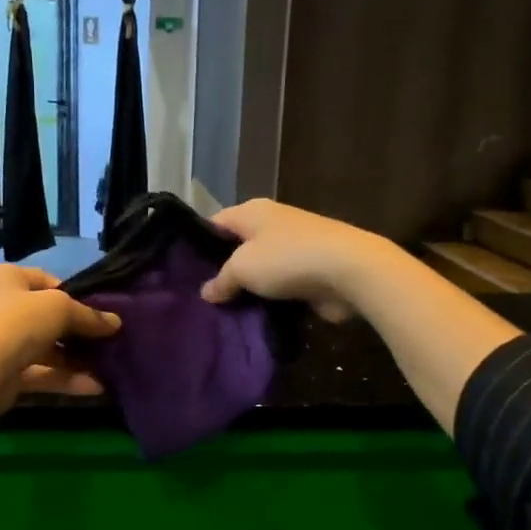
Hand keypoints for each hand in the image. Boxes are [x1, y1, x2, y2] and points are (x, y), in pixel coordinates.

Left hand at [0, 265, 120, 413]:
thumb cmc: (17, 322)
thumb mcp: (59, 308)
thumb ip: (88, 315)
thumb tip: (115, 323)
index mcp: (6, 278)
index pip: (46, 281)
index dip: (75, 295)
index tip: (100, 311)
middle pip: (47, 317)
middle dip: (78, 331)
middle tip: (109, 340)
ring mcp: (1, 342)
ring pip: (46, 348)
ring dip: (76, 359)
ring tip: (108, 366)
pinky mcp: (5, 374)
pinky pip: (41, 373)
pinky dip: (66, 379)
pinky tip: (96, 387)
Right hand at [199, 200, 396, 322]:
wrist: (349, 271)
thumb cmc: (287, 259)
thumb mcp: (242, 268)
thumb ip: (220, 280)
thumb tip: (206, 292)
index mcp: (252, 211)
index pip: (215, 223)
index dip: (197, 244)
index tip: (182, 271)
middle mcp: (272, 224)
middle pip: (237, 247)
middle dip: (221, 271)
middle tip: (199, 298)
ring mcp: (293, 248)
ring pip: (259, 270)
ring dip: (246, 289)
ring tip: (221, 312)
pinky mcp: (309, 272)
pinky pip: (279, 286)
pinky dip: (268, 300)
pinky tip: (251, 318)